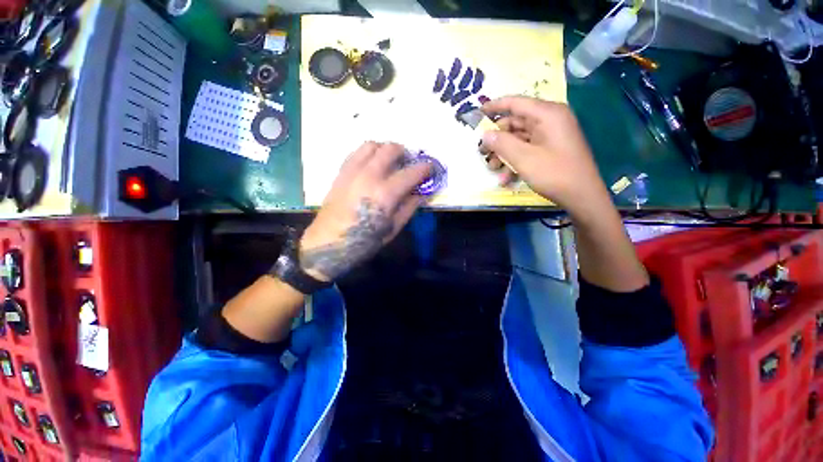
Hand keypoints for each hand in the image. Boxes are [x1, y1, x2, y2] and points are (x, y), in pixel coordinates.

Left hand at [299, 142, 431, 280]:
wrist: (328, 243)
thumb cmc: (365, 241)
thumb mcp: (393, 228)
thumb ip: (410, 207)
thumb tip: (424, 193)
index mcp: (385, 194)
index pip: (412, 172)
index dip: (426, 168)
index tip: (432, 168)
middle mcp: (369, 176)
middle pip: (391, 149)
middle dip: (405, 153)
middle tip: (409, 164)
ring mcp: (352, 171)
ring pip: (372, 145)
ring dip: (385, 149)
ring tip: (390, 161)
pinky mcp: (341, 173)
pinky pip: (356, 153)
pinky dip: (369, 153)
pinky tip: (372, 165)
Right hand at [479, 96, 611, 217]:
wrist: (582, 196)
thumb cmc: (554, 173)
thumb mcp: (524, 158)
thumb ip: (502, 143)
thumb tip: (485, 134)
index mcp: (547, 114)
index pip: (515, 103)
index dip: (494, 106)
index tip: (477, 113)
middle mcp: (549, 120)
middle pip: (515, 123)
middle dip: (497, 139)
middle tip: (482, 152)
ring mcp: (550, 135)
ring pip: (518, 139)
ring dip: (504, 153)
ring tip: (493, 168)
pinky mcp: (550, 148)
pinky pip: (527, 149)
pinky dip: (515, 161)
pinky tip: (506, 177)